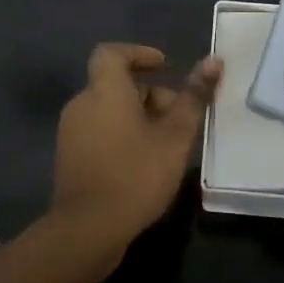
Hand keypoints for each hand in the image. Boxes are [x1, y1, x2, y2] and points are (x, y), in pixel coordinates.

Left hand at [49, 43, 222, 265]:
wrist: (87, 229)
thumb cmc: (135, 175)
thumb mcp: (175, 137)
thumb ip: (194, 97)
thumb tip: (214, 61)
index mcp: (104, 91)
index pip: (112, 53)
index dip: (138, 54)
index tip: (164, 66)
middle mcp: (81, 104)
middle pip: (116, 84)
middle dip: (150, 94)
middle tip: (179, 117)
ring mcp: (71, 131)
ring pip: (108, 109)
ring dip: (137, 117)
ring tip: (166, 144)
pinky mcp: (69, 156)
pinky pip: (98, 130)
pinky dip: (121, 133)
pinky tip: (143, 161)